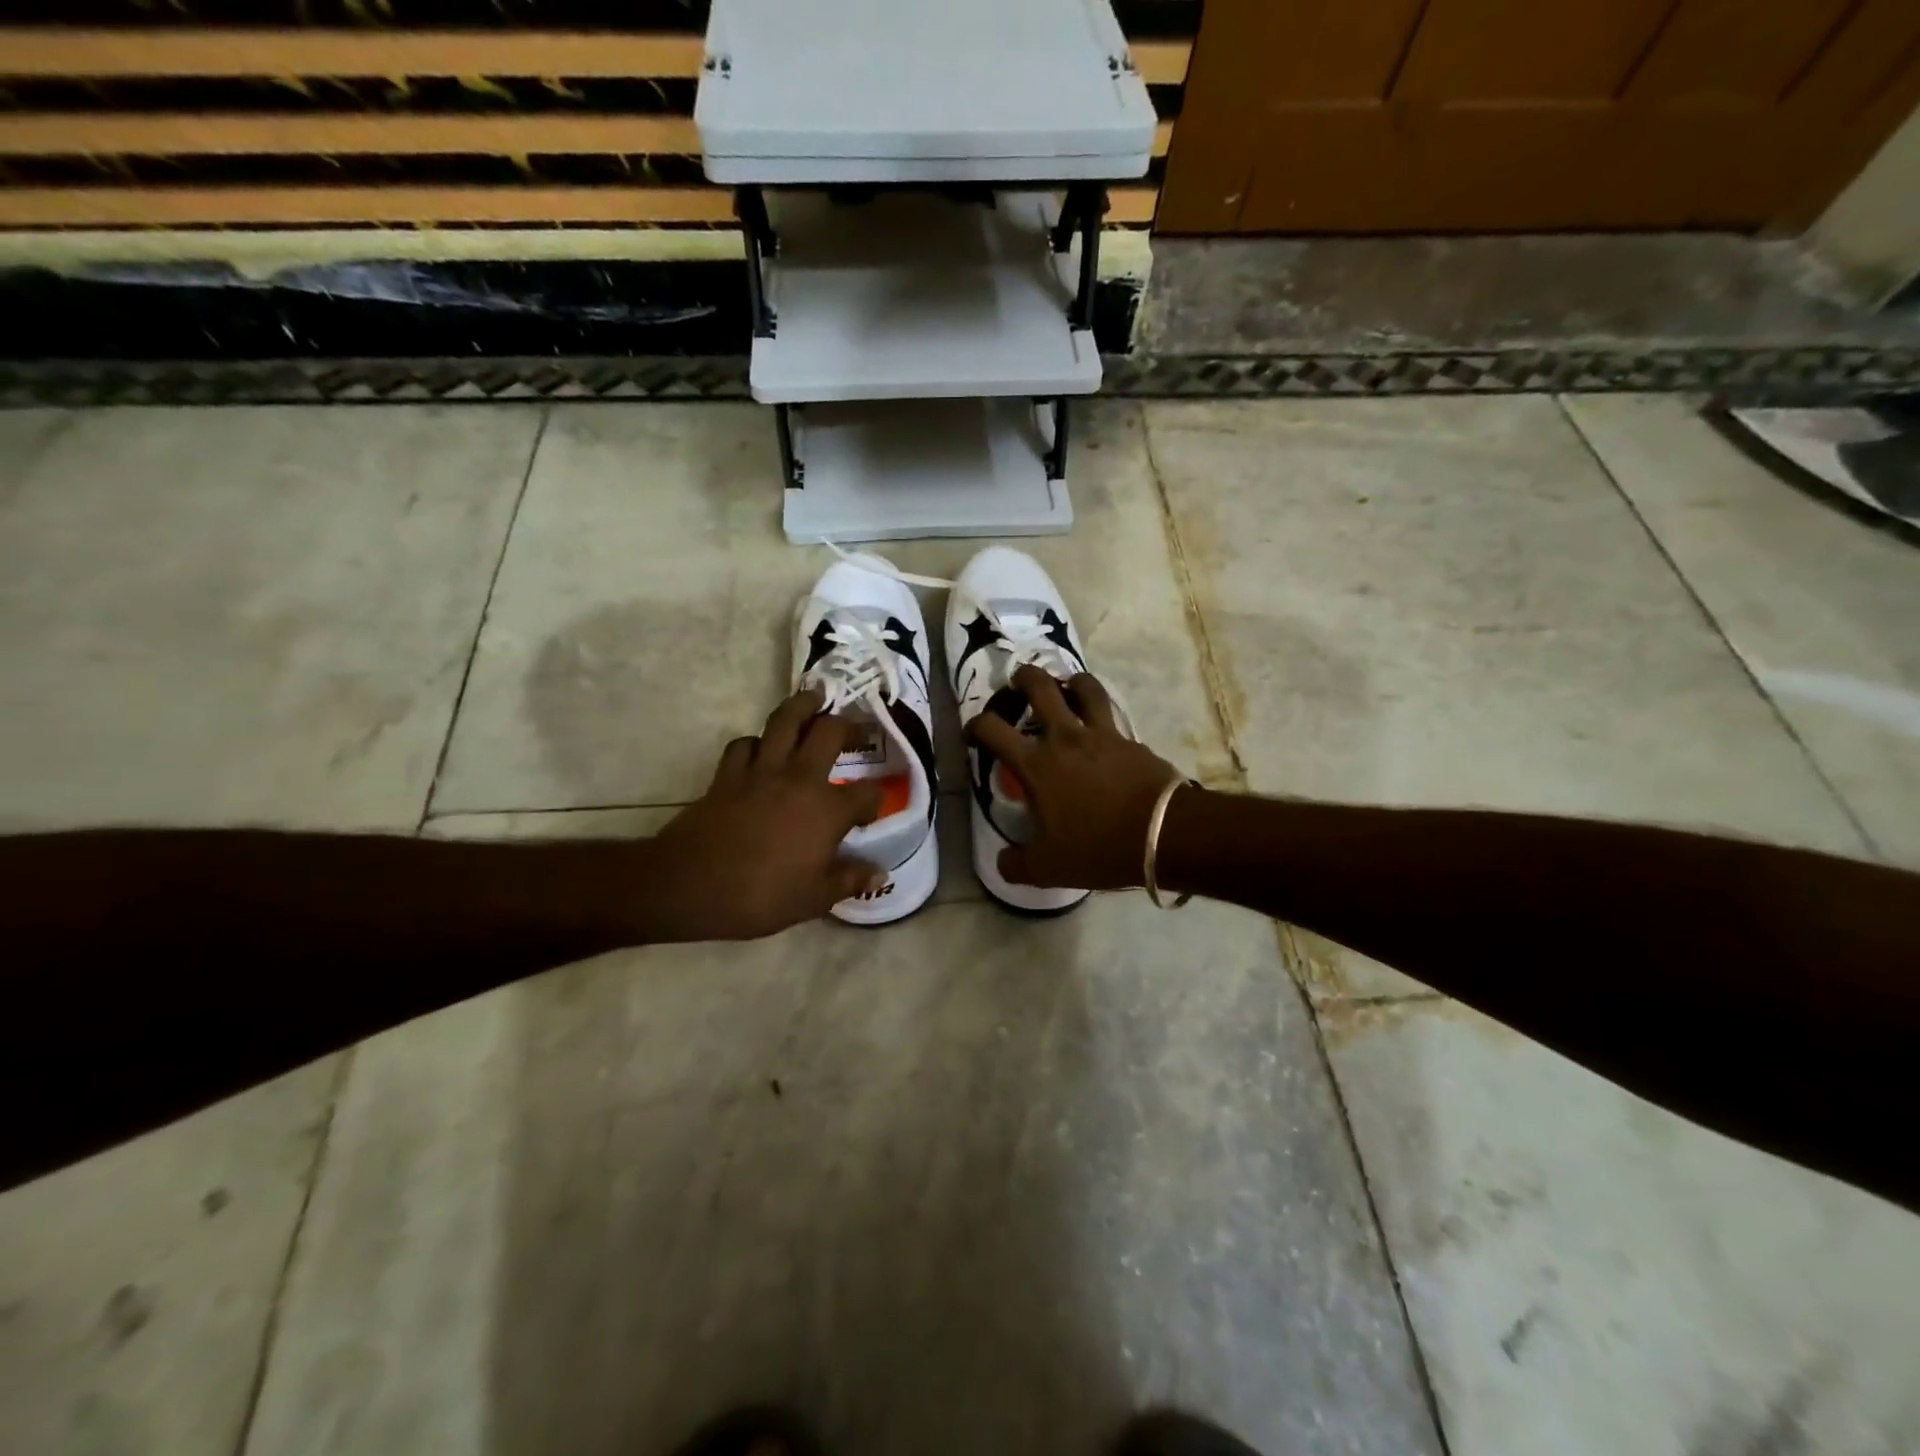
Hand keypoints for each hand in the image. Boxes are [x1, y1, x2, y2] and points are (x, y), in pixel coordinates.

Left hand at [645, 690, 885, 940]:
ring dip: (803, 706)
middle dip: (848, 724)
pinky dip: (755, 742)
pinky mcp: (728, 774)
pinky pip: (744, 744)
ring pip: (785, 720)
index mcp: (828, 810)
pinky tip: (760, 749)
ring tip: (814, 700)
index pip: (866, 795)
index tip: (870, 812)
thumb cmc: (760, 896)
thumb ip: (850, 880)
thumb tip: (880, 874)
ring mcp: (761, 771)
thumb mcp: (814, 898)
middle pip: (829, 732)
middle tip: (855, 726)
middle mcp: (800, 779)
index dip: (874, 801)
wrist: (690, 886)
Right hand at [967, 666, 1181, 890]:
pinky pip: (1110, 715)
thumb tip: (1003, 861)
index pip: (993, 729)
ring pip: (1084, 687)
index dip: (975, 726)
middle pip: (1039, 687)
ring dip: (1070, 681)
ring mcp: (1102, 734)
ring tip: (1065, 688)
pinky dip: (1099, 712)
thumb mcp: (1048, 869)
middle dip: (1023, 678)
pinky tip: (1099, 728)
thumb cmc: (1099, 846)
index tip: (973, 735)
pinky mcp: (1131, 740)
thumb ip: (1017, 865)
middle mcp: (1065, 738)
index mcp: (1036, 764)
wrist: (1165, 834)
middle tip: (1018, 683)